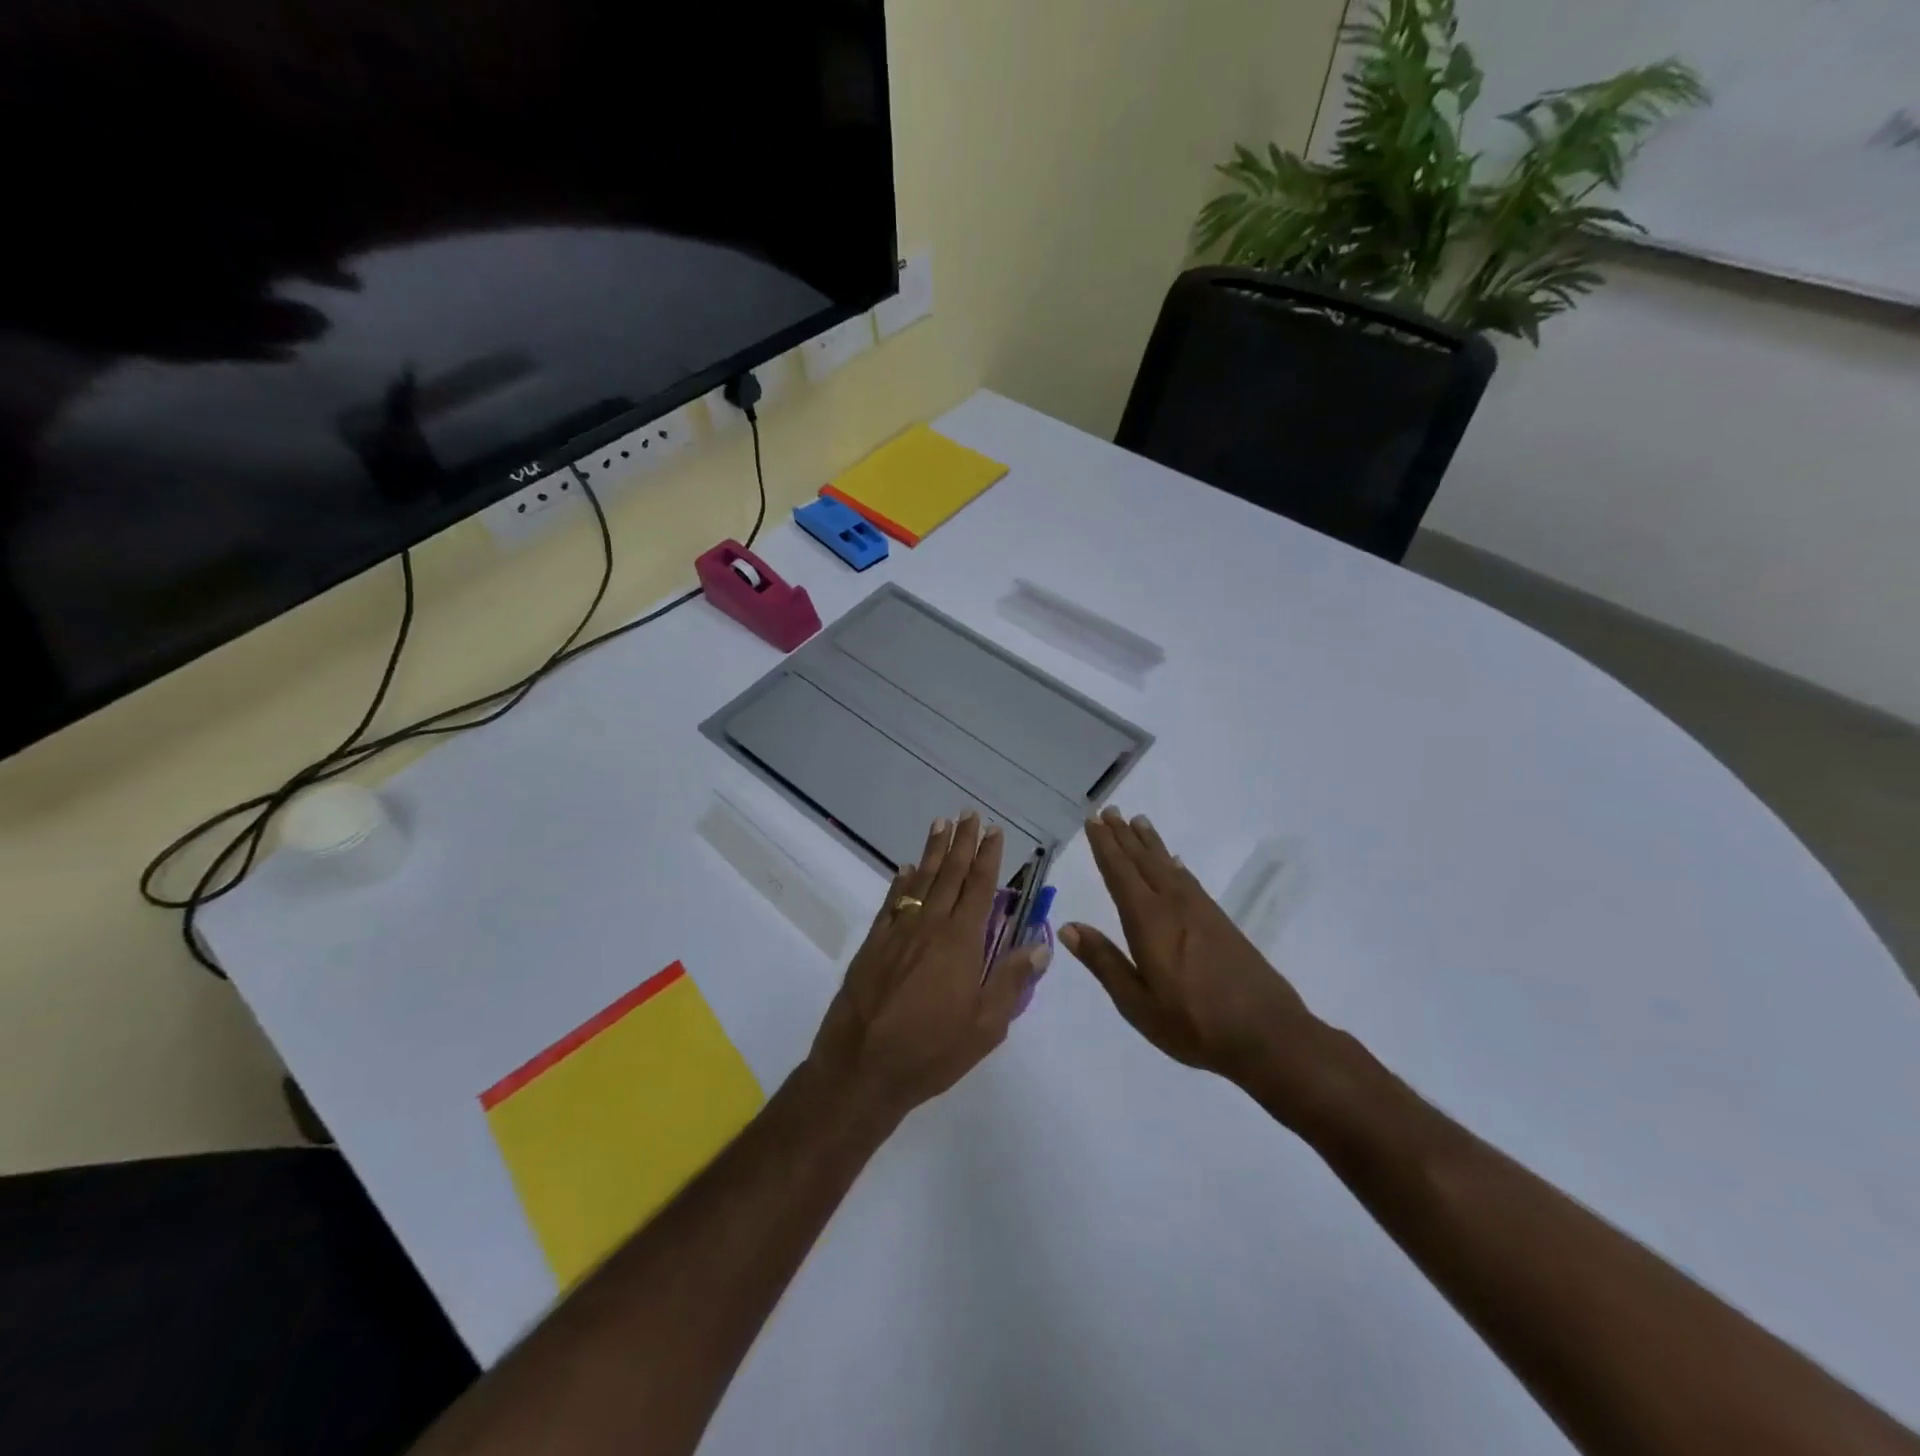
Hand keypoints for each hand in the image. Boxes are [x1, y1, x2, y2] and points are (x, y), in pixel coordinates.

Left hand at [808, 813, 1047, 1123]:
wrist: (862, 1066)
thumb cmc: (931, 1051)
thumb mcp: (986, 1026)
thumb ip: (1012, 981)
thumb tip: (1040, 945)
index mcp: (961, 941)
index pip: (980, 887)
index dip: (989, 857)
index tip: (994, 831)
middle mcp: (930, 925)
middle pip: (950, 874)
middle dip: (962, 842)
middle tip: (968, 814)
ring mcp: (898, 932)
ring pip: (920, 881)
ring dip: (933, 851)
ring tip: (940, 824)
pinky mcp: (873, 944)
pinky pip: (892, 902)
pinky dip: (901, 882)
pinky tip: (906, 869)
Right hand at [1060, 808, 1320, 1090]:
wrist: (1268, 1035)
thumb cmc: (1193, 1025)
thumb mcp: (1137, 1003)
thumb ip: (1104, 962)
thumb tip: (1069, 927)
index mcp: (1148, 922)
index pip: (1120, 873)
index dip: (1105, 846)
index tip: (1093, 820)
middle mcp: (1173, 905)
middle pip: (1144, 862)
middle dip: (1124, 836)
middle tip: (1110, 810)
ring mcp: (1201, 911)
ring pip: (1168, 866)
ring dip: (1150, 844)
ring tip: (1138, 822)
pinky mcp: (1221, 922)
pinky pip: (1190, 880)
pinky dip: (1176, 866)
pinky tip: (1175, 862)